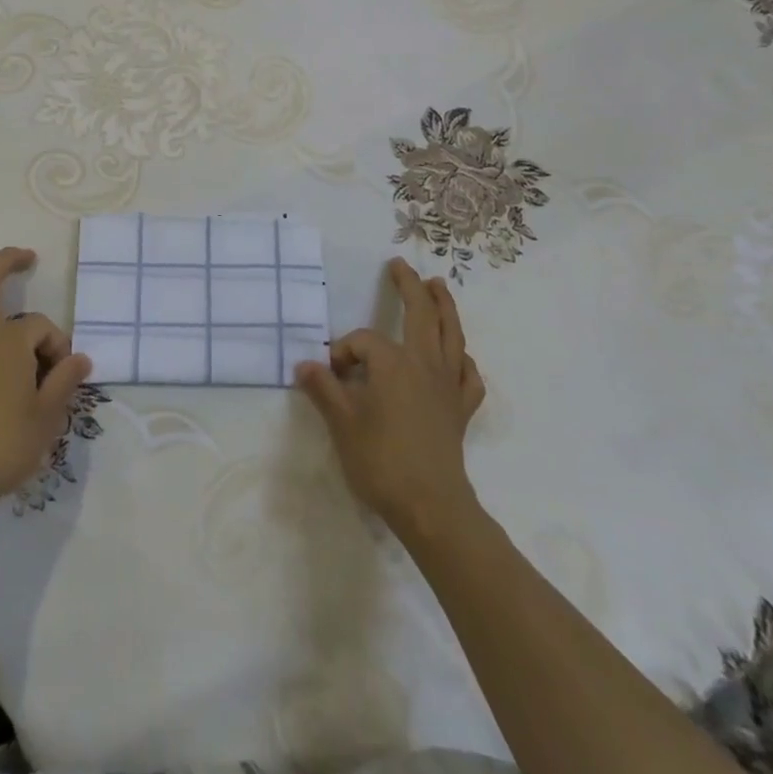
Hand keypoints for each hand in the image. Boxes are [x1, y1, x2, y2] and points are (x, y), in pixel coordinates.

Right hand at [295, 257, 485, 534]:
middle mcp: (424, 363)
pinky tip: (458, 358)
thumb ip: (323, 389)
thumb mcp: (342, 423)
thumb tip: (304, 364)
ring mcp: (448, 385)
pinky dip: (463, 360)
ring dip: (445, 307)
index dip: (343, 352)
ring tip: (439, 286)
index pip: (363, 341)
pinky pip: (468, 376)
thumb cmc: (381, 461)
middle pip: (421, 314)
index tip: (331, 375)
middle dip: (410, 286)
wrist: (430, 506)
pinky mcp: (461, 409)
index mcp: (393, 362)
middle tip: (400, 266)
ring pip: (451, 335)